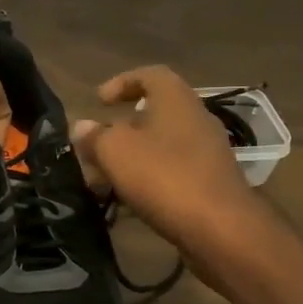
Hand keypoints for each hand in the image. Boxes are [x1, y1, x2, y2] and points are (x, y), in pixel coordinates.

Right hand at [71, 66, 267, 264]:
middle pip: (154, 113)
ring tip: (104, 180)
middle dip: (121, 129)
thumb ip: (95, 136)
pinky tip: (129, 202)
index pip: (150, 75)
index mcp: (176, 99)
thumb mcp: (115, 152)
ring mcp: (207, 152)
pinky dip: (148, 180)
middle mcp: (196, 119)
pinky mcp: (211, 183)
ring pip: (161, 146)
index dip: (122, 82)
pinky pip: (172, 171)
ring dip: (132, 158)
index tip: (98, 101)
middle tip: (96, 147)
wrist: (220, 228)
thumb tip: (82, 127)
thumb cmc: (164, 176)